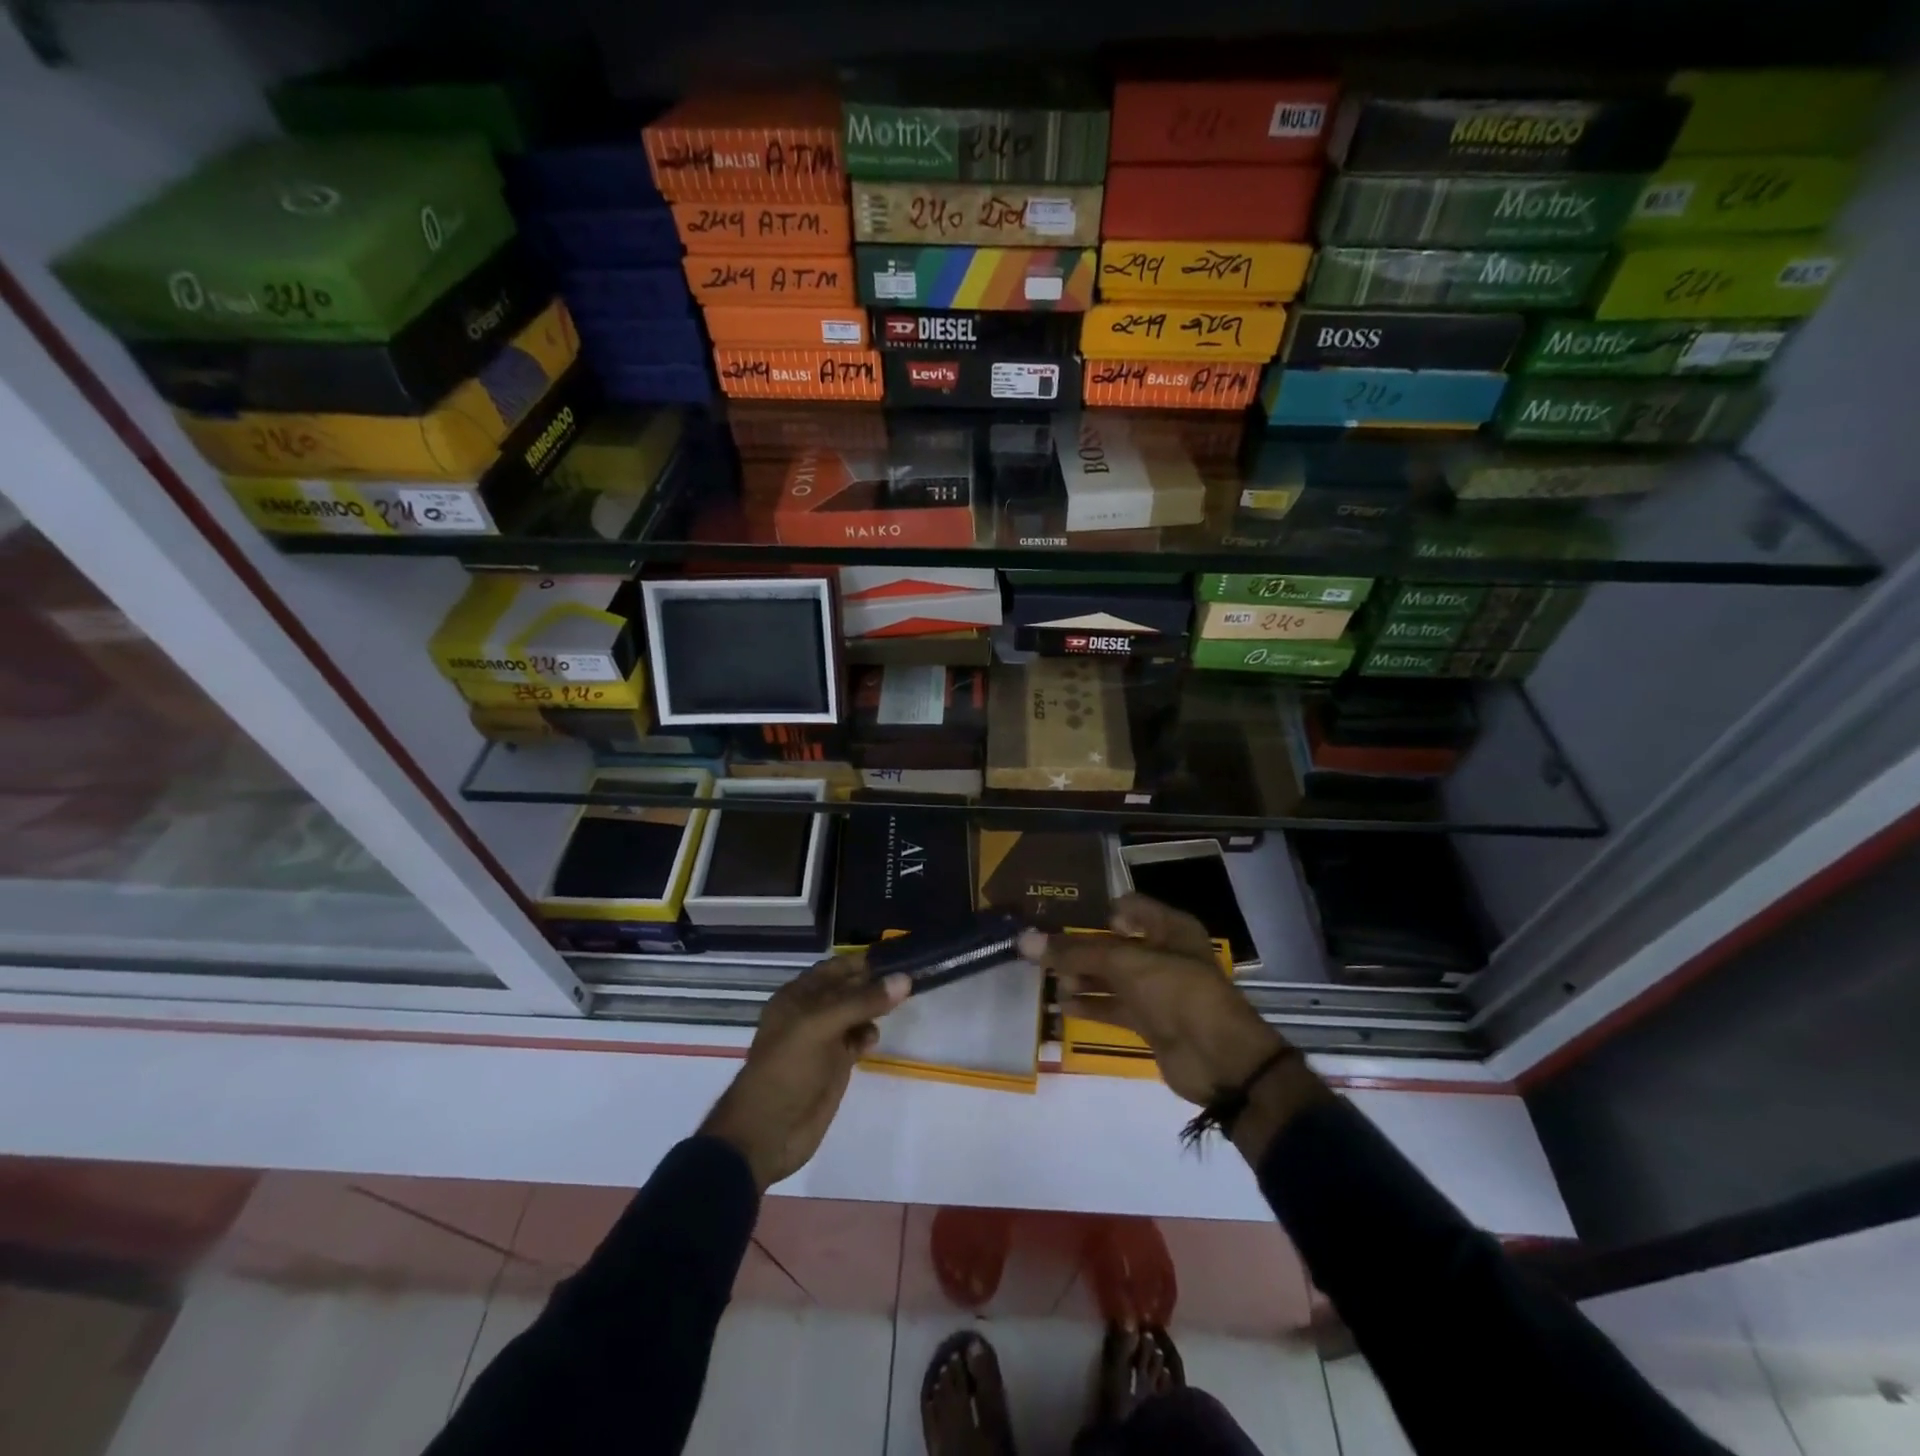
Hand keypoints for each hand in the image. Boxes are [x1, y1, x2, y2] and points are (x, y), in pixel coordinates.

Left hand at [700, 958, 908, 1191]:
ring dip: (875, 1007)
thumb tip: (904, 979)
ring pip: (857, 1013)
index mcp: (798, 996)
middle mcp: (811, 1012)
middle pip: (850, 988)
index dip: (864, 962)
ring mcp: (824, 1039)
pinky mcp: (836, 1064)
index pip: (836, 968)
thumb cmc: (786, 1070)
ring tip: (900, 1004)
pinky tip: (874, 1038)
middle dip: (875, 983)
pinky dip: (869, 1034)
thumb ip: (861, 1001)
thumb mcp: (820, 1026)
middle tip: (910, 977)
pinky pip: (858, 1038)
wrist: (767, 1133)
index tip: (899, 957)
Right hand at [1020, 892, 1288, 1107]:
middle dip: (1080, 948)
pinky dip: (1090, 1005)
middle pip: (1114, 944)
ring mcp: (1156, 990)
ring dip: (1082, 978)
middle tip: (1043, 951)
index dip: (1096, 911)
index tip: (1060, 918)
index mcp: (1169, 927)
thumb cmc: (1176, 991)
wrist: (1219, 1059)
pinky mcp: (1150, 1021)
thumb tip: (1026, 941)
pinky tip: (1063, 1006)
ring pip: (1111, 976)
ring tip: (1048, 980)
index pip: (1128, 906)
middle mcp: (1163, 953)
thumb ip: (1075, 953)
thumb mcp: (1125, 963)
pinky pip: (1114, 1006)